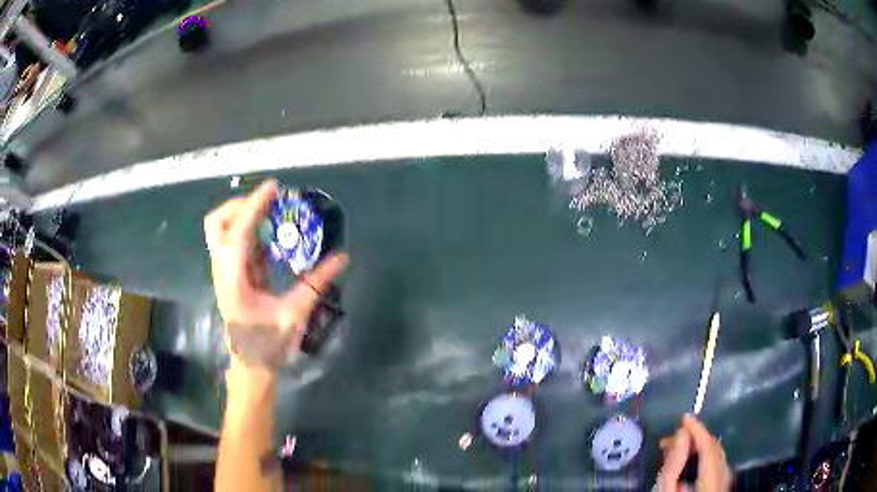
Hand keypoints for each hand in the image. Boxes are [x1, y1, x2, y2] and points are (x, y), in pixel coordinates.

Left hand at [204, 180, 348, 370]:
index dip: (254, 206)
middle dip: (240, 206)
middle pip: (217, 224)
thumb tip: (342, 257)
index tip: (274, 188)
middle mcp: (223, 271)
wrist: (251, 366)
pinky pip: (235, 243)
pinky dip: (251, 231)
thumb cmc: (269, 345)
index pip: (238, 233)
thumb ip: (316, 283)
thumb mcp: (295, 315)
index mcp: (234, 280)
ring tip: (272, 214)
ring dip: (244, 216)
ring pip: (222, 231)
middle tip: (268, 203)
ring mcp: (224, 272)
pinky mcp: (231, 275)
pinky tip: (271, 235)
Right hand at [658, 415, 731, 491]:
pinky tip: (689, 459)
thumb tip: (682, 434)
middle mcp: (724, 480)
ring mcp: (725, 483)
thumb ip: (674, 466)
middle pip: (715, 451)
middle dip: (696, 439)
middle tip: (671, 437)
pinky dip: (703, 457)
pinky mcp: (721, 486)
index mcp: (712, 484)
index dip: (698, 430)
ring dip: (699, 447)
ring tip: (675, 447)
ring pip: (717, 456)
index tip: (684, 417)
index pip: (709, 449)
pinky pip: (716, 464)